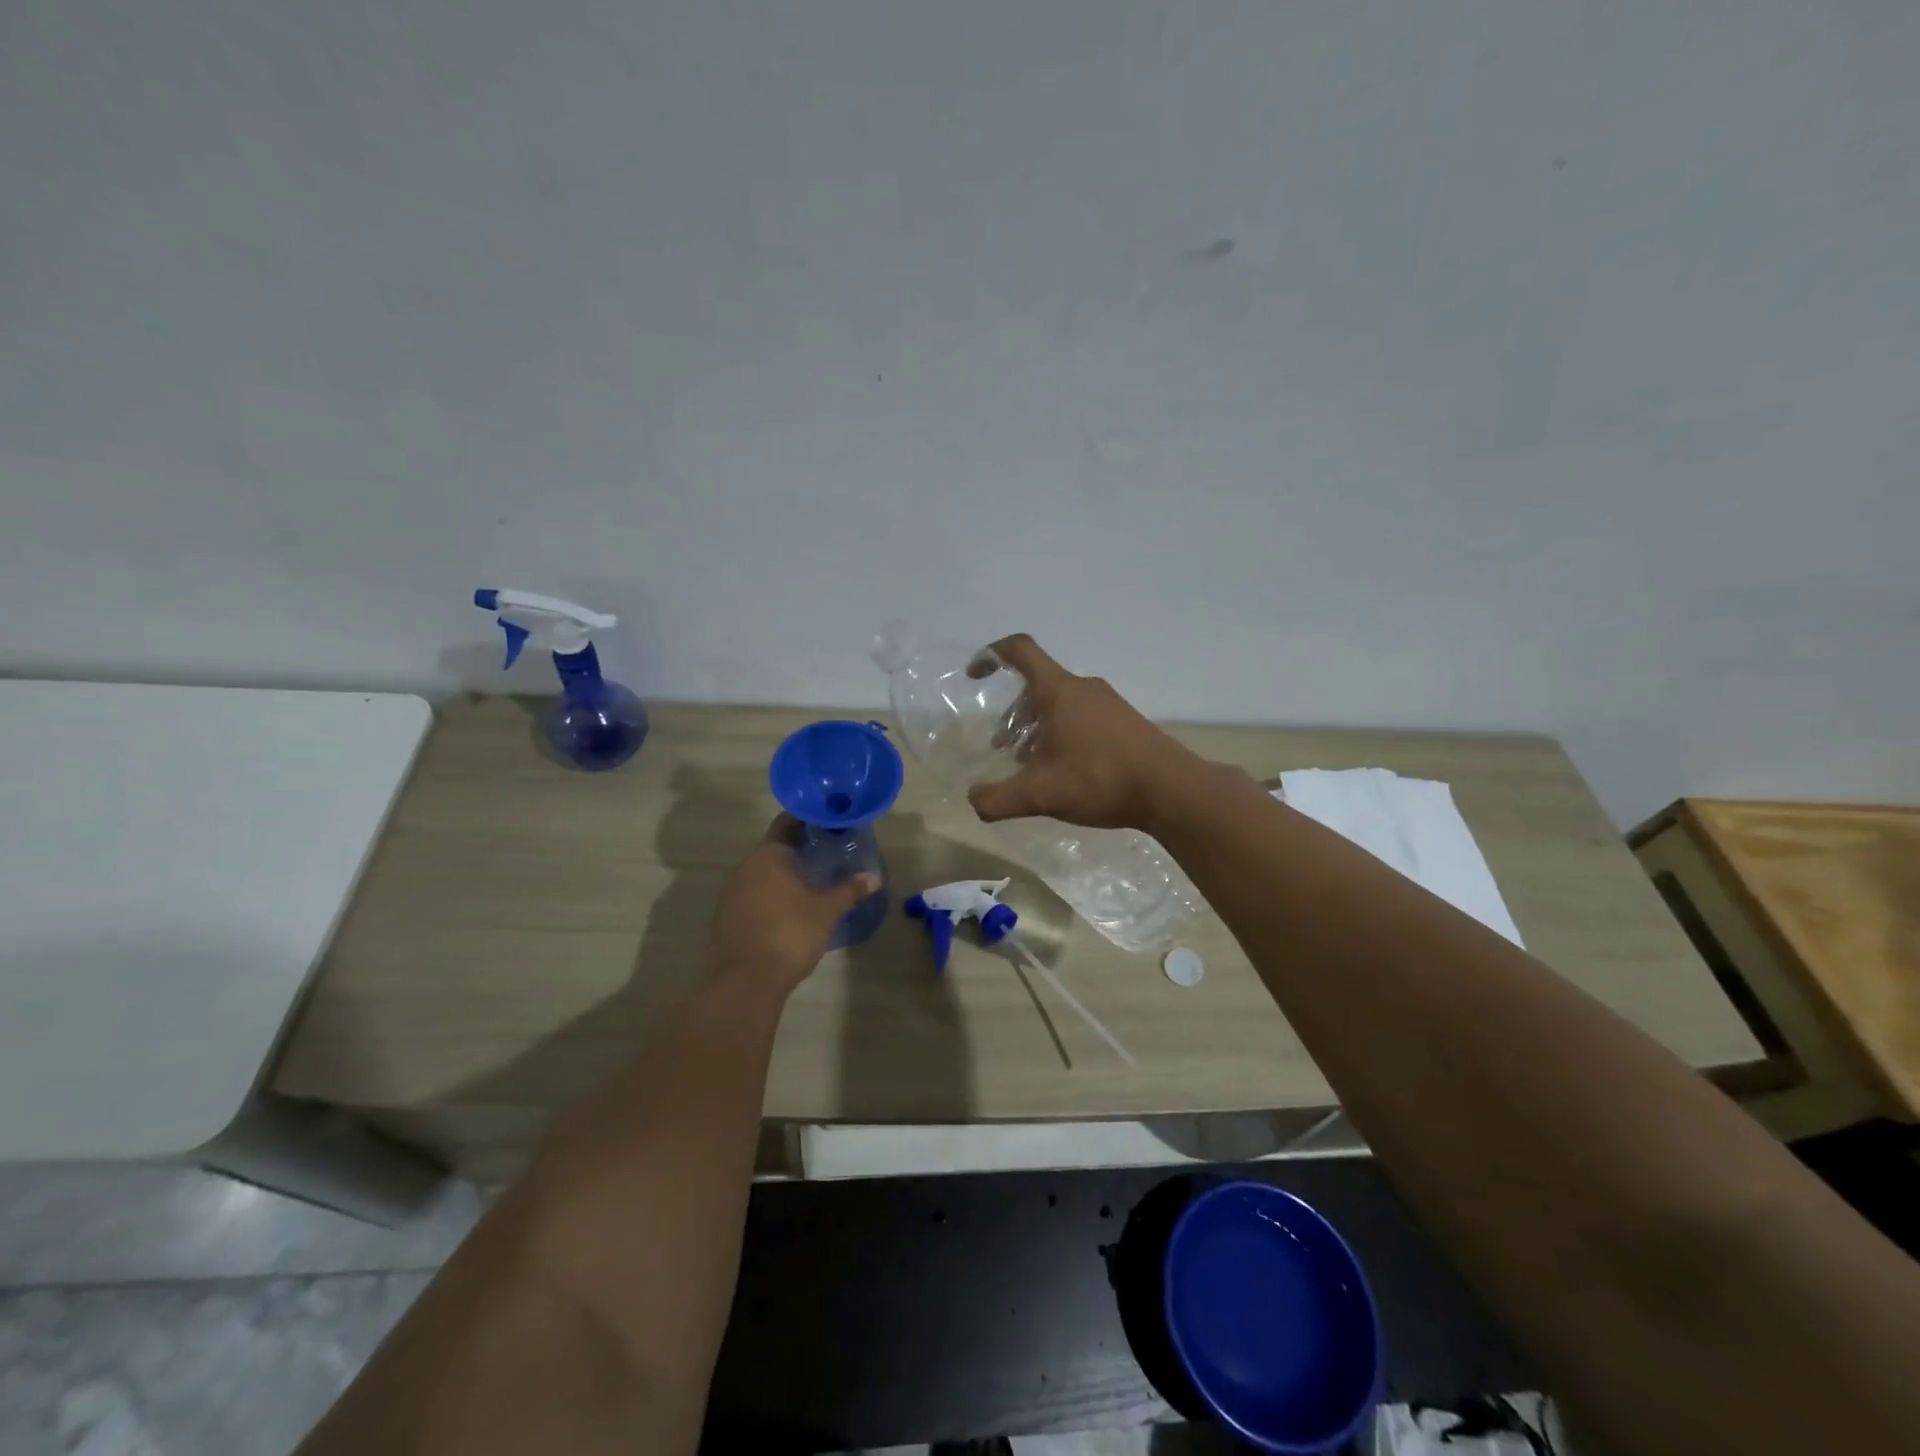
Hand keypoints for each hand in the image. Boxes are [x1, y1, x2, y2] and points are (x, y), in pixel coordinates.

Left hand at [709, 815, 879, 993]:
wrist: (748, 980)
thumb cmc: (791, 933)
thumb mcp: (827, 910)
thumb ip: (849, 890)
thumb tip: (874, 877)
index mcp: (769, 854)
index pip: (787, 822)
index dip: (809, 821)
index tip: (830, 825)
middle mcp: (746, 866)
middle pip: (775, 847)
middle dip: (800, 849)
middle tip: (828, 853)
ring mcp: (732, 891)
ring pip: (762, 872)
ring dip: (784, 873)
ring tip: (813, 880)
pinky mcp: (727, 915)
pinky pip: (753, 894)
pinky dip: (771, 894)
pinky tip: (790, 907)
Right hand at [965, 634, 1202, 832]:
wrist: (1171, 790)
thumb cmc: (1099, 779)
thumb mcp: (1040, 794)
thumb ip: (998, 799)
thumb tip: (974, 800)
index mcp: (1059, 691)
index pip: (1020, 651)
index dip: (992, 655)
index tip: (975, 675)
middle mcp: (1083, 688)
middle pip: (1037, 685)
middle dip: (1013, 713)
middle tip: (1003, 747)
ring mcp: (1108, 703)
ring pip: (1060, 704)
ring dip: (1037, 727)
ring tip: (1031, 764)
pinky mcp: (1124, 722)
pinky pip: (1081, 717)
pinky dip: (1062, 734)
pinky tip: (1064, 771)